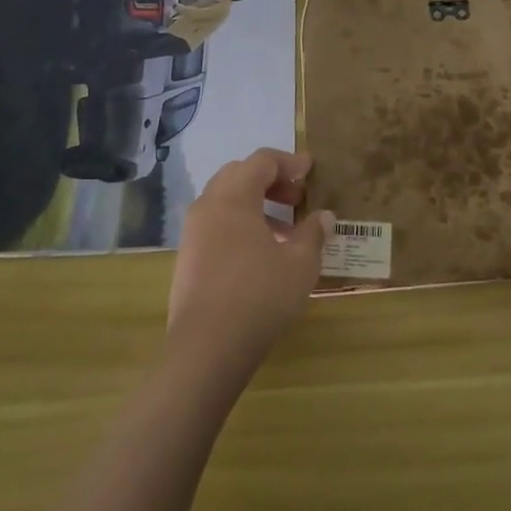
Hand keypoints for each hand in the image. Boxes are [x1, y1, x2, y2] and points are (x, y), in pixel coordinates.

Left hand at [167, 148, 333, 370]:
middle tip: (296, 197)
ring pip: (224, 201)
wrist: (206, 349)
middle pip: (238, 174)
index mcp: (234, 197)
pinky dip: (239, 226)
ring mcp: (192, 234)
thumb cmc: (259, 296)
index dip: (289, 162)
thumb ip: (313, 234)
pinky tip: (260, 255)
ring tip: (283, 230)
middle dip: (269, 180)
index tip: (310, 170)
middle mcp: (208, 206)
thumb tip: (323, 216)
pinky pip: (215, 226)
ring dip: (254, 204)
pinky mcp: (187, 260)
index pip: (261, 161)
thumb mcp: (300, 264)